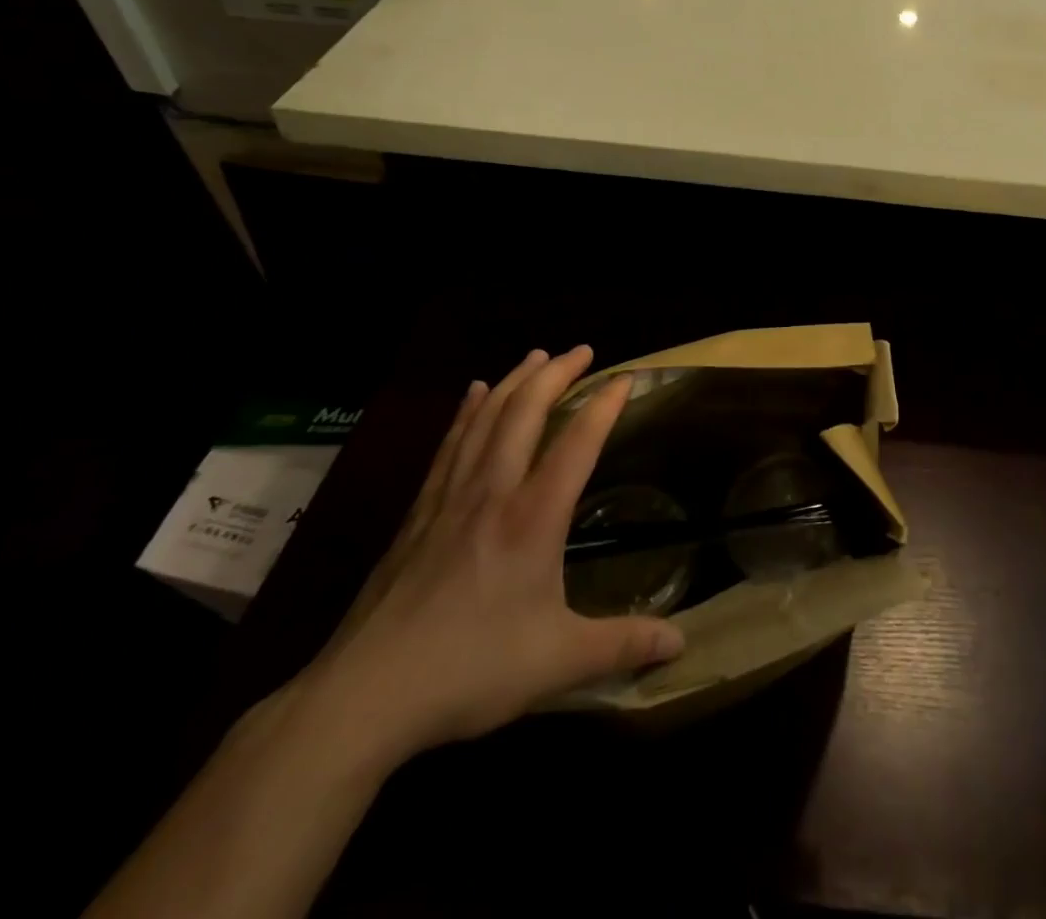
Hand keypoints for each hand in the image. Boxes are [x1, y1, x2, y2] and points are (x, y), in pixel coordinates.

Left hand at [299, 348, 683, 761]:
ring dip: (515, 381)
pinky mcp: (417, 514)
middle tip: (581, 349)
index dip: (604, 406)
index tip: (626, 378)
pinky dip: (467, 411)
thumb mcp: (559, 662)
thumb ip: (623, 645)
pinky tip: (473, 394)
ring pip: (486, 419)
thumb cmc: (469, 670)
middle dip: (556, 374)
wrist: (364, 696)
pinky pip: (450, 444)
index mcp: (533, 518)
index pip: (577, 443)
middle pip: (525, 413)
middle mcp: (492, 492)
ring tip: (536, 356)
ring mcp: (449, 498)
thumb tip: (681, 645)